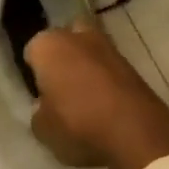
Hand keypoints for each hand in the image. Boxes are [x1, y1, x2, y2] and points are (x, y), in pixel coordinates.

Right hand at [25, 22, 168, 168]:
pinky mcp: (132, 64)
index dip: (33, 71)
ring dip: (85, 65)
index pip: (32, 51)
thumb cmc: (78, 123)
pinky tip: (103, 102)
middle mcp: (76, 37)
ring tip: (82, 96)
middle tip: (59, 85)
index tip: (37, 90)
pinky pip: (108, 67)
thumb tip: (45, 106)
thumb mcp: (42, 129)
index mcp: (48, 46)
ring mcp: (108, 47)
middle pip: (64, 39)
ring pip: (89, 50)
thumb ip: (38, 112)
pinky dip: (105, 79)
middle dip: (62, 56)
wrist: (136, 131)